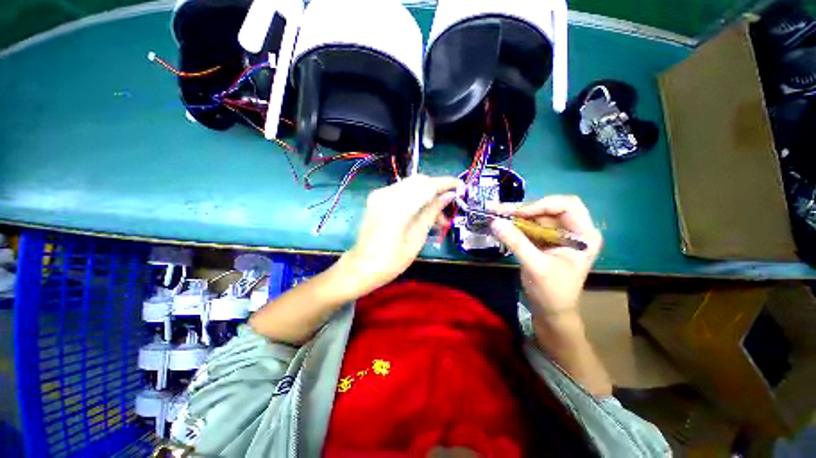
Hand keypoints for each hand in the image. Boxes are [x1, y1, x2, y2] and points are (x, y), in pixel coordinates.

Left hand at [343, 175, 462, 293]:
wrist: (362, 267)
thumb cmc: (392, 260)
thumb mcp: (417, 237)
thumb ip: (432, 212)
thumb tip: (448, 196)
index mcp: (397, 207)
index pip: (428, 186)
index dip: (447, 183)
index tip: (462, 186)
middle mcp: (386, 194)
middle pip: (419, 180)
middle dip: (437, 189)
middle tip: (449, 205)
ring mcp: (379, 194)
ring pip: (411, 185)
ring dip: (427, 195)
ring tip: (438, 217)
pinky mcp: (377, 198)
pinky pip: (402, 191)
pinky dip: (415, 198)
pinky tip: (422, 213)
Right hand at [490, 196, 601, 317]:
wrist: (551, 312)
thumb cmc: (552, 292)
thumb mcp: (535, 266)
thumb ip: (516, 242)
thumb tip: (494, 221)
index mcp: (583, 234)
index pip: (566, 205)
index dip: (542, 205)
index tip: (519, 214)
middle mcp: (571, 230)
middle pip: (546, 209)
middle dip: (522, 209)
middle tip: (497, 210)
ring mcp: (556, 235)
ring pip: (534, 216)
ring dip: (513, 215)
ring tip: (493, 213)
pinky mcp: (542, 241)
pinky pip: (527, 226)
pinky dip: (513, 224)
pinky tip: (499, 223)